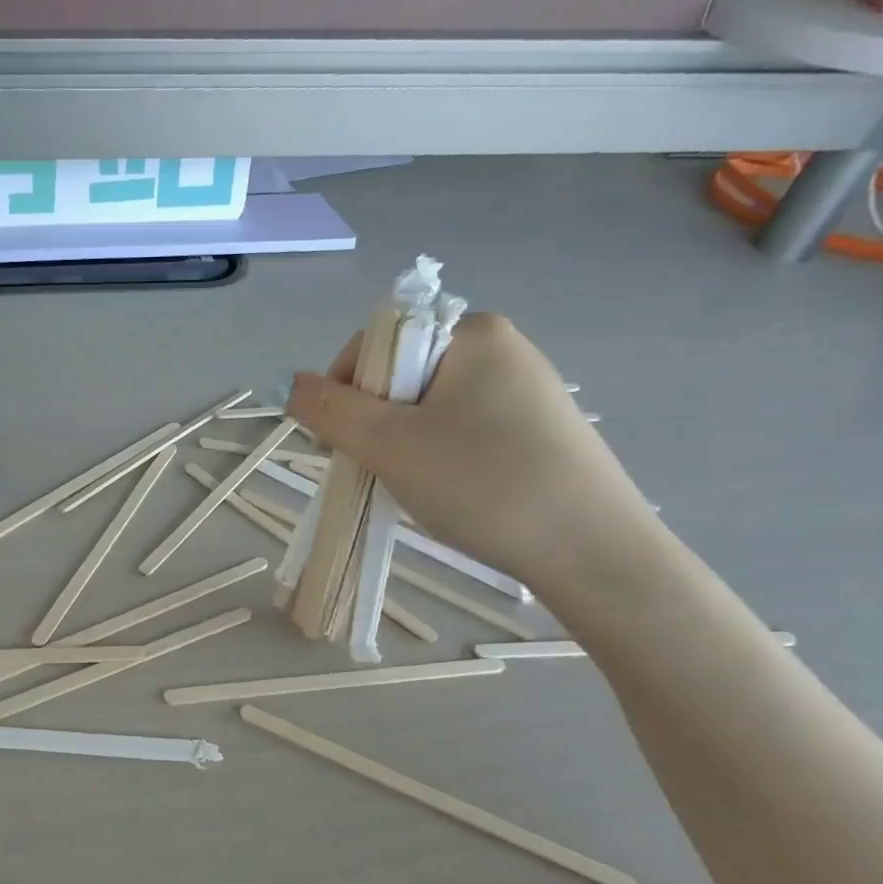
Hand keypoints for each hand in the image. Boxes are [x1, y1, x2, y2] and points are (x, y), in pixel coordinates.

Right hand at [287, 313, 661, 593]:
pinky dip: (438, 458)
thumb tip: (291, 384)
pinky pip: (462, 431)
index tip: (339, 444)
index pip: (376, 344)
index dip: (343, 392)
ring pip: (428, 410)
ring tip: (412, 488)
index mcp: (471, 332)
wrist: (591, 551)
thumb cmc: (482, 484)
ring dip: (402, 446)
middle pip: (400, 377)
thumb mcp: (389, 445)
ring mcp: (525, 390)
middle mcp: (502, 348)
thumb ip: (330, 409)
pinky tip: (450, 493)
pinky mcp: (538, 431)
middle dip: (373, 424)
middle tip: (375, 471)